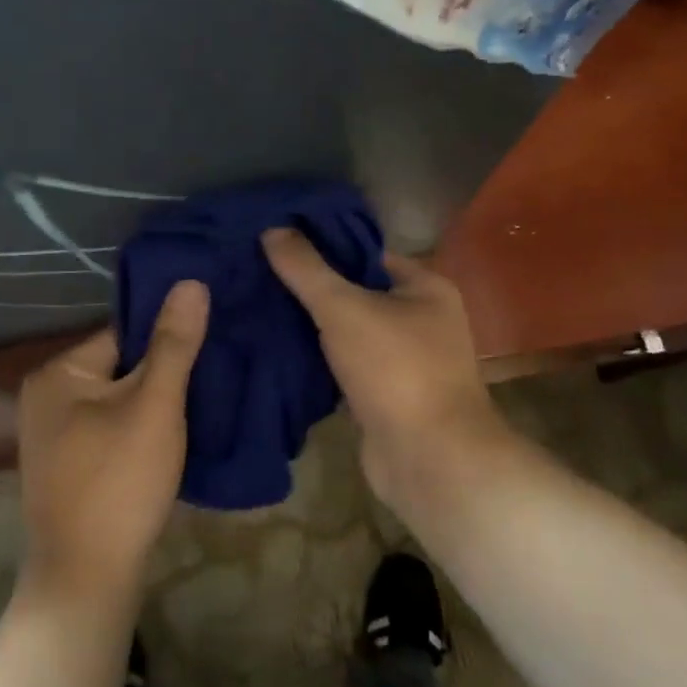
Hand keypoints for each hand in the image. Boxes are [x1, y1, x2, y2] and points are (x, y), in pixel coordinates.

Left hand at [15, 280, 208, 607]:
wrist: (88, 577)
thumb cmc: (119, 481)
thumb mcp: (155, 406)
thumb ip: (174, 344)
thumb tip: (191, 281)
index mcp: (59, 372)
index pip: (124, 332)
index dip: (170, 335)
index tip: (215, 335)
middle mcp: (48, 396)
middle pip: (123, 365)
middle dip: (167, 370)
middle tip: (219, 367)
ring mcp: (57, 434)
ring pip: (122, 399)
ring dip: (159, 400)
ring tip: (208, 396)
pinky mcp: (72, 465)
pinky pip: (115, 427)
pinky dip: (144, 426)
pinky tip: (178, 433)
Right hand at [262, 228, 506, 502]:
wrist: (428, 459)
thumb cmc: (395, 369)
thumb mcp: (345, 308)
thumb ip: (307, 269)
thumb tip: (272, 228)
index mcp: (424, 287)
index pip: (366, 253)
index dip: (322, 246)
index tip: (276, 242)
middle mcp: (420, 319)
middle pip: (355, 293)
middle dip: (311, 288)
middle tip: (257, 275)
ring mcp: (404, 361)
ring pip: (348, 332)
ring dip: (311, 327)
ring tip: (258, 307)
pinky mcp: (384, 395)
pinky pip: (345, 366)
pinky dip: (317, 361)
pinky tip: (276, 350)